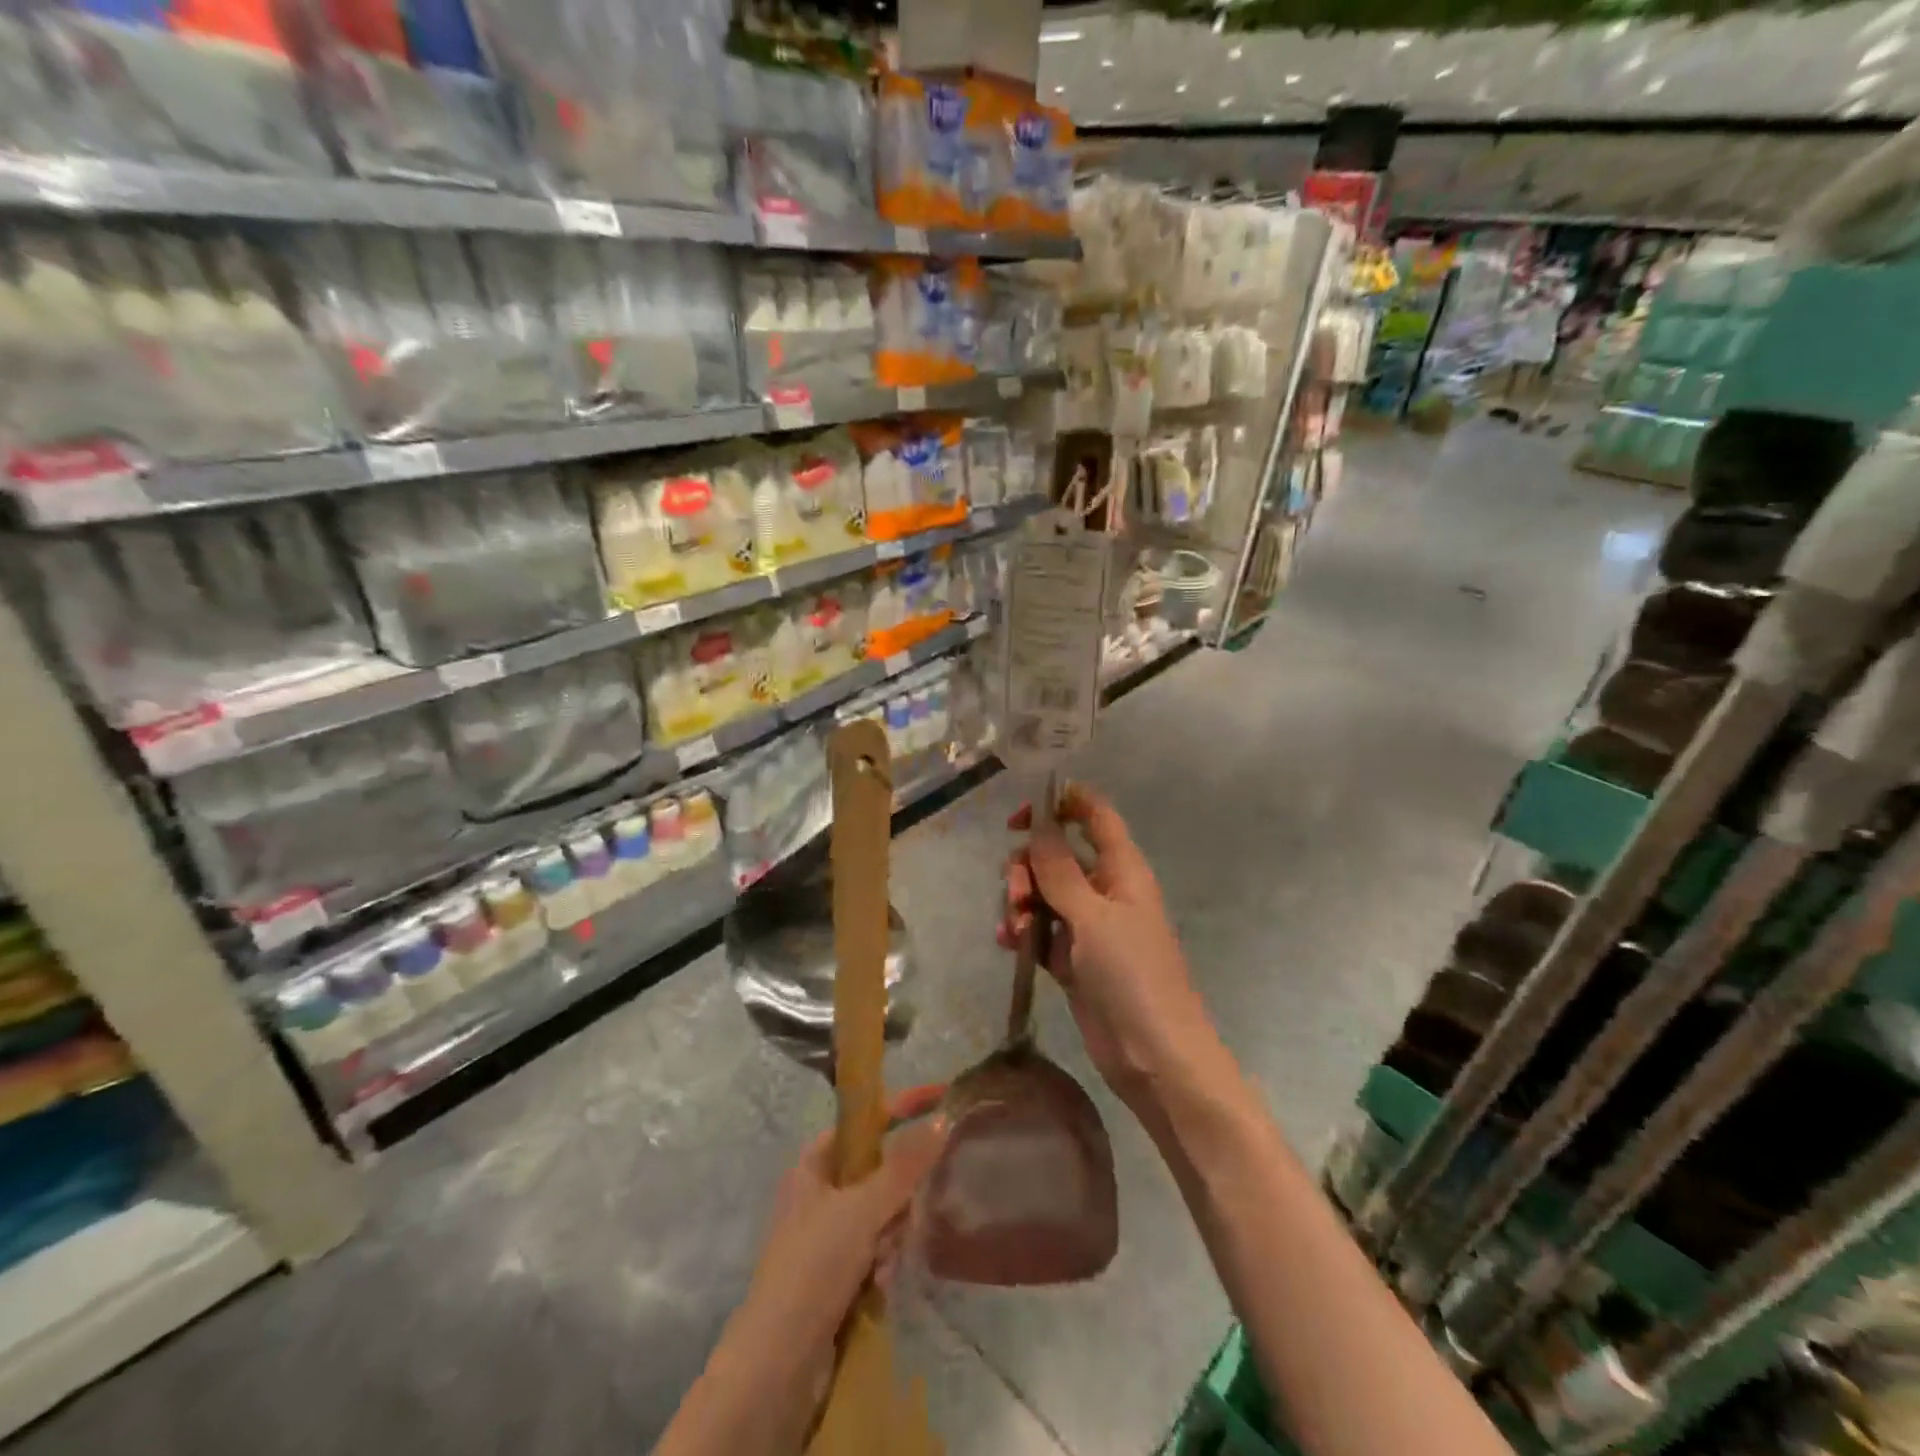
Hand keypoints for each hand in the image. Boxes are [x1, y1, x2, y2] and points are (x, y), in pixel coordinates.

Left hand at [736, 1083, 949, 1362]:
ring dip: (892, 1234)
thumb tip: (942, 1120)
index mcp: (813, 1164)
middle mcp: (819, 1193)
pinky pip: (878, 1248)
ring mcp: (828, 1235)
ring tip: (884, 1261)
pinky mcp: (837, 1273)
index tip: (941, 1096)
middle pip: (879, 1169)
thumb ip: (904, 1165)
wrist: (778, 1364)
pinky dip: (885, 1261)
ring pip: (883, 1212)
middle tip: (904, 1214)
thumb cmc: (813, 1266)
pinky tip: (880, 1285)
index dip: (901, 1106)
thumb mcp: (862, 1207)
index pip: (865, 1121)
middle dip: (899, 1193)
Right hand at [999, 785, 1217, 1107]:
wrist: (1154, 1056)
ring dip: (1020, 901)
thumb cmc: (1132, 976)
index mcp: (1121, 869)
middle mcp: (1104, 890)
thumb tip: (1039, 822)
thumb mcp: (1092, 917)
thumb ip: (1060, 869)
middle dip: (1028, 866)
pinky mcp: (1072, 959)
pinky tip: (1007, 943)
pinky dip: (1021, 931)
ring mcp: (1088, 926)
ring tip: (1013, 929)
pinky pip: (1039, 930)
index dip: (1062, 803)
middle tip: (1016, 893)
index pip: (1095, 815)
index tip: (1022, 814)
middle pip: (1057, 855)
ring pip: (1043, 893)